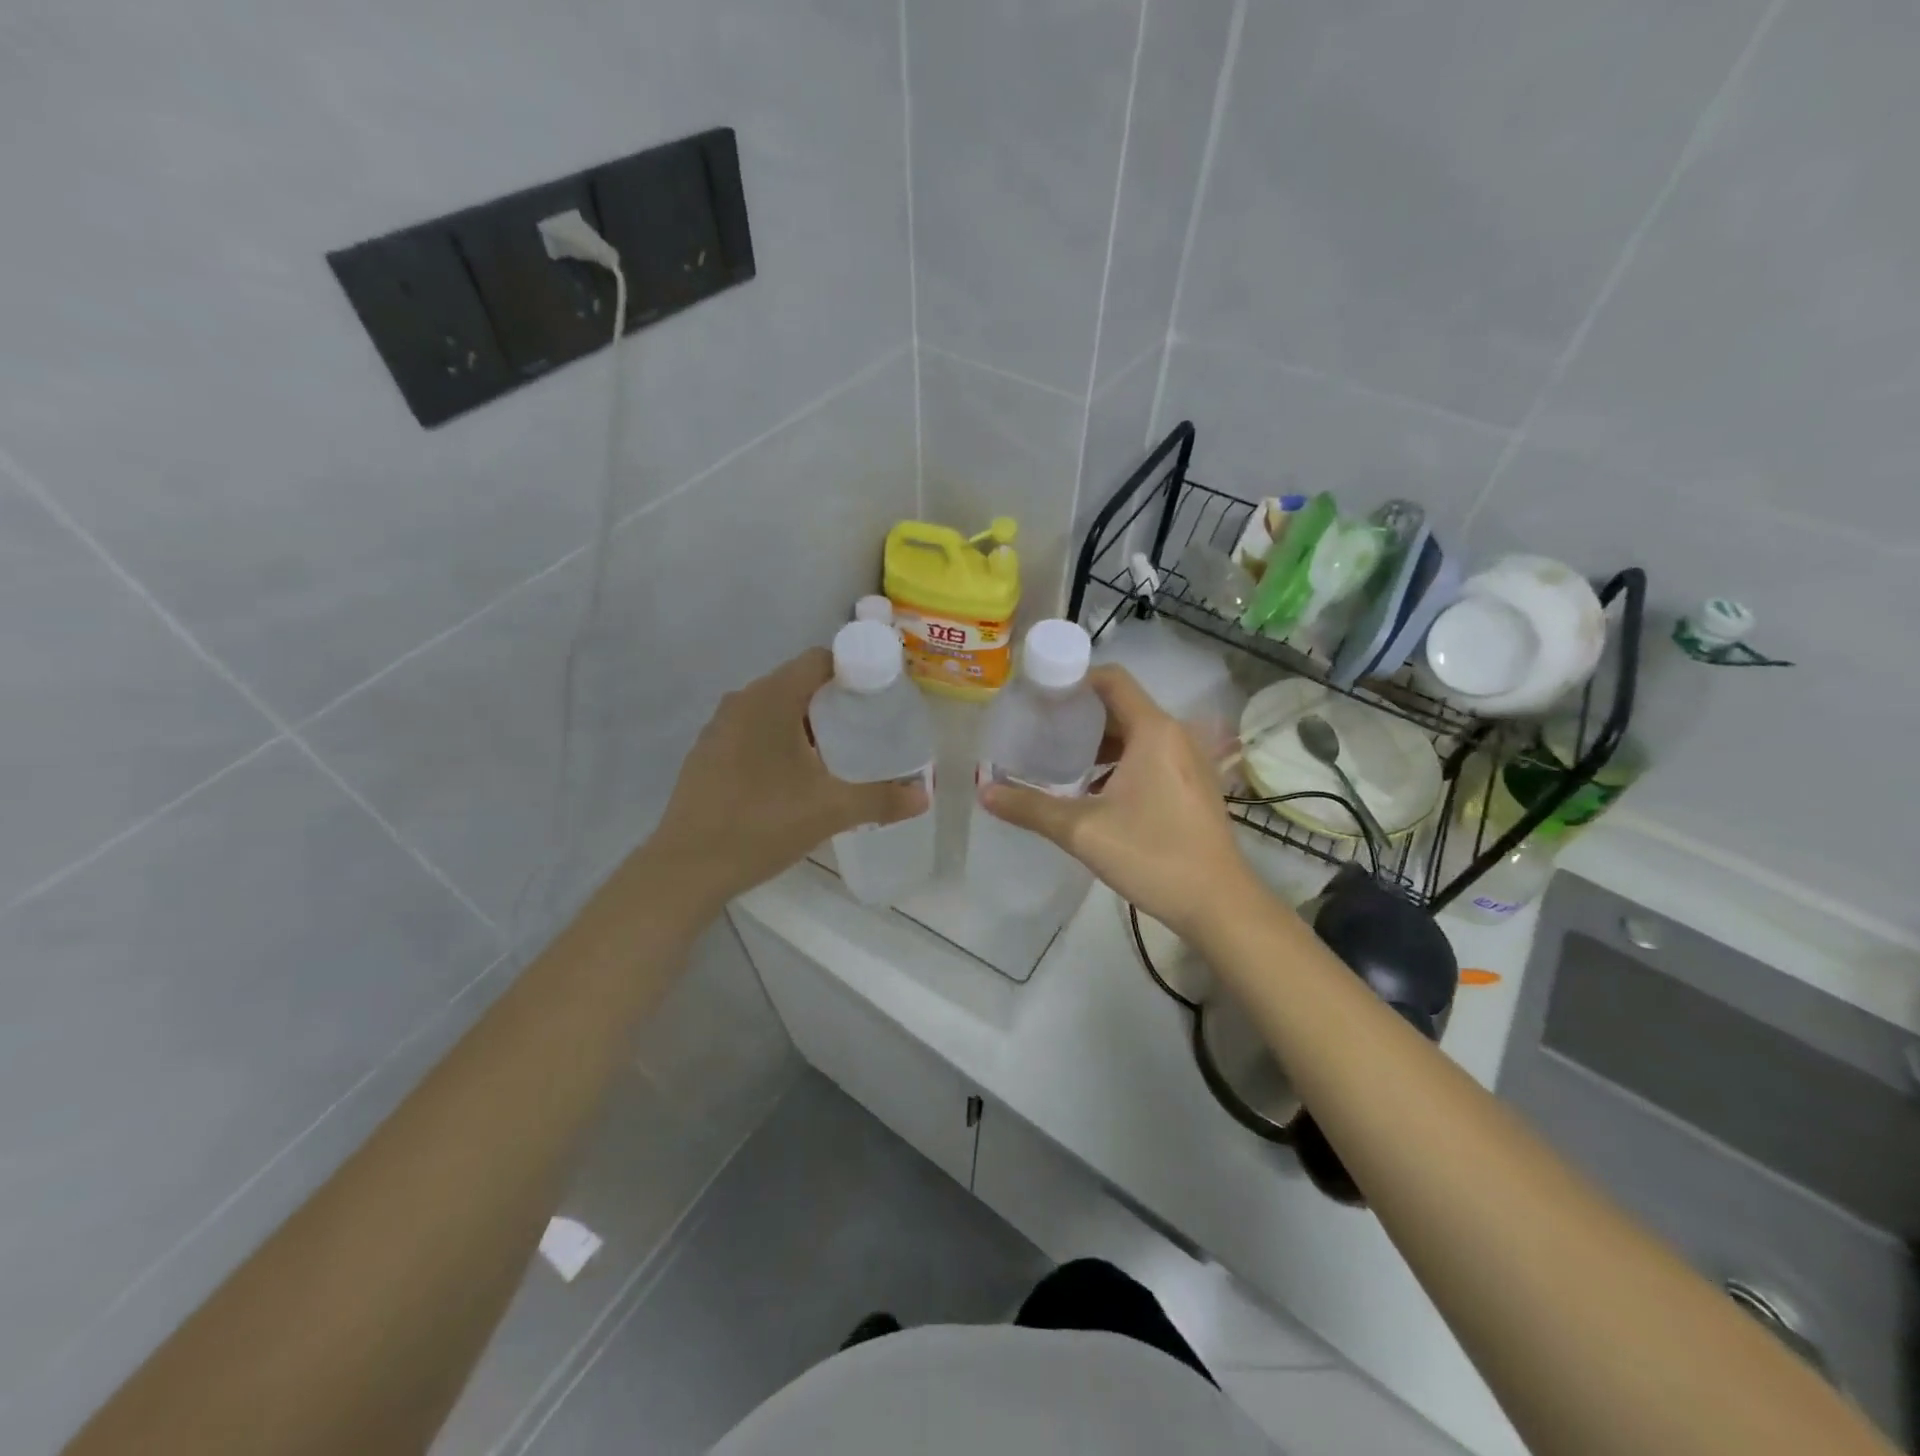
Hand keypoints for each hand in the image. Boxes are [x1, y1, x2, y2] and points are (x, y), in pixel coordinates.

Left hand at [647, 648, 927, 909]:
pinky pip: (753, 730)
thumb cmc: (762, 824)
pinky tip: (793, 777)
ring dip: (805, 722)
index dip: (854, 671)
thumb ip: (881, 799)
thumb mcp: (831, 811)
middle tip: (866, 728)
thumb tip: (924, 795)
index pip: (819, 660)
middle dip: (834, 700)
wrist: (687, 867)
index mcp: (771, 699)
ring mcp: (718, 727)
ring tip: (836, 753)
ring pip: (773, 708)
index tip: (880, 696)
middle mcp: (741, 701)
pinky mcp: (707, 753)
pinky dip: (778, 740)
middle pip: (797, 683)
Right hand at [981, 665, 1259, 936]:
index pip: (1111, 680)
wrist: (1219, 904)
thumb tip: (984, 791)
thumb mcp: (1082, 831)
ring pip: (1136, 734)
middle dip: (1080, 715)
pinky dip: (1120, 761)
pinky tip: (1094, 791)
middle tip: (1040, 730)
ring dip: (1099, 742)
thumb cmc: (1152, 855)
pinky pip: (1151, 756)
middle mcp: (1175, 735)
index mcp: (1153, 731)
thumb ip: (1030, 808)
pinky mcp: (1193, 785)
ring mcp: (1189, 761)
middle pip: (1121, 706)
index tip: (1039, 696)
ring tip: (1060, 760)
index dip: (1073, 680)